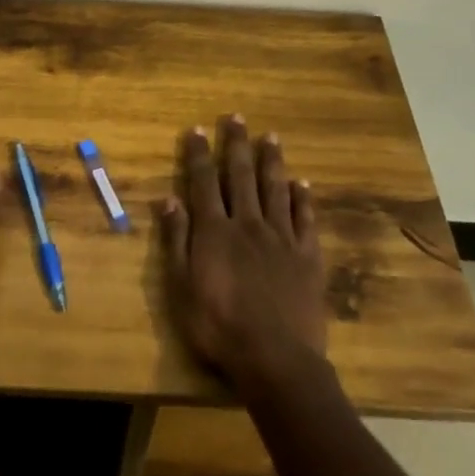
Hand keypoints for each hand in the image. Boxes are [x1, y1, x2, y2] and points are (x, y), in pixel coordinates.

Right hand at [157, 114, 327, 391]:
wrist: (275, 358)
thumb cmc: (218, 327)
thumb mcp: (181, 288)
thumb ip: (176, 241)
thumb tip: (168, 199)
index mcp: (215, 231)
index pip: (204, 183)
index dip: (199, 155)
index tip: (197, 129)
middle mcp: (248, 224)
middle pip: (241, 176)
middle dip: (237, 144)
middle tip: (237, 117)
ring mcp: (281, 237)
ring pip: (275, 189)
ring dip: (271, 161)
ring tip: (271, 136)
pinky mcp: (307, 256)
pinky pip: (305, 219)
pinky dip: (302, 198)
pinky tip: (301, 183)